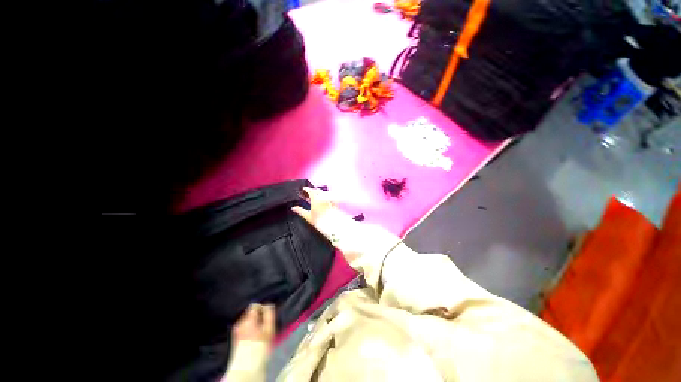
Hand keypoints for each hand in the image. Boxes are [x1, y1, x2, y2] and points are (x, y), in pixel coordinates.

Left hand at [232, 303, 274, 344]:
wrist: (246, 367)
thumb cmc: (260, 347)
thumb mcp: (269, 329)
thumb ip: (269, 314)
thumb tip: (268, 305)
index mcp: (248, 319)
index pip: (255, 305)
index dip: (262, 309)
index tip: (267, 318)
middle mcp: (240, 322)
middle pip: (250, 312)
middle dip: (258, 317)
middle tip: (264, 326)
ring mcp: (236, 330)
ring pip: (247, 320)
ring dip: (253, 323)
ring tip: (259, 333)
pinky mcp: (235, 337)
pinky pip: (243, 327)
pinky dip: (248, 328)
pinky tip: (252, 337)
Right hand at [291, 186, 336, 228]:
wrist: (331, 225)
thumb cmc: (319, 221)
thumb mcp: (307, 217)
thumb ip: (300, 211)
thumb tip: (294, 208)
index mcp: (315, 200)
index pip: (311, 191)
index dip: (307, 189)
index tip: (304, 188)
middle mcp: (323, 198)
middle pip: (317, 191)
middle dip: (313, 190)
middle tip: (309, 192)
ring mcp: (328, 200)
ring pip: (323, 193)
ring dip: (318, 193)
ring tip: (315, 197)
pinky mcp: (333, 204)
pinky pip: (328, 197)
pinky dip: (324, 197)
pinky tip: (322, 201)